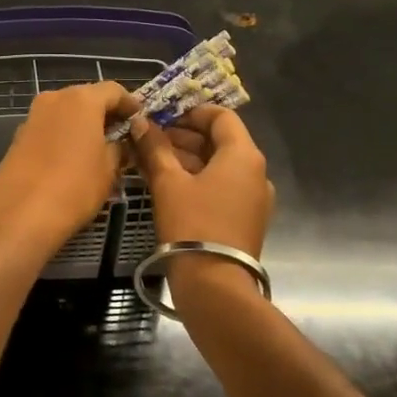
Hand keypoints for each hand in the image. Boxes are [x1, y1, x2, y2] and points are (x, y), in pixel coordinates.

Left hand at [0, 81, 137, 257]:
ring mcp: (33, 116)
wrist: (20, 215)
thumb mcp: (109, 169)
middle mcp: (54, 98)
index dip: (131, 105)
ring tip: (99, 150)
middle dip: (105, 114)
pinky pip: (50, 128)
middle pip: (87, 98)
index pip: (114, 91)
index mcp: (81, 99)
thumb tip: (120, 143)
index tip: (141, 122)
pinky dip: (64, 136)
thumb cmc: (75, 187)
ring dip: (83, 125)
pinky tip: (72, 159)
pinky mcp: (18, 136)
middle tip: (122, 136)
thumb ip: (119, 148)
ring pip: (66, 113)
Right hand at [128, 106, 273, 300]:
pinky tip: (167, 186)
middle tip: (149, 139)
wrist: (215, 285)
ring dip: (187, 159)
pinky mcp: (245, 219)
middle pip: (220, 141)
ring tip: (152, 161)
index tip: (162, 116)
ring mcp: (254, 198)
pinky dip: (197, 180)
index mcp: (243, 156)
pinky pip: (221, 187)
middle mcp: (256, 172)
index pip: (221, 117)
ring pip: (219, 166)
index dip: (191, 112)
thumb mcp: (168, 182)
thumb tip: (140, 122)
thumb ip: (154, 148)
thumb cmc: (192, 224)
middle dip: (184, 136)